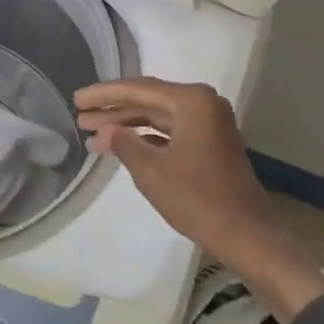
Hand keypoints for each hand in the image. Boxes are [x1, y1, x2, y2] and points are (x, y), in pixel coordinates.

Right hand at [76, 77, 323, 322]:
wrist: (246, 234)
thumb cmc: (197, 198)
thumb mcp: (151, 171)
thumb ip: (124, 144)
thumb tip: (106, 131)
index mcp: (192, 101)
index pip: (138, 90)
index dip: (104, 95)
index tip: (77, 99)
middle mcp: (203, 104)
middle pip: (148, 100)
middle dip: (113, 110)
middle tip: (80, 116)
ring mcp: (209, 123)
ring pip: (158, 116)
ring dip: (126, 125)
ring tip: (92, 133)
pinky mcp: (210, 143)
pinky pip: (170, 131)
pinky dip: (145, 138)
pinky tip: (120, 146)